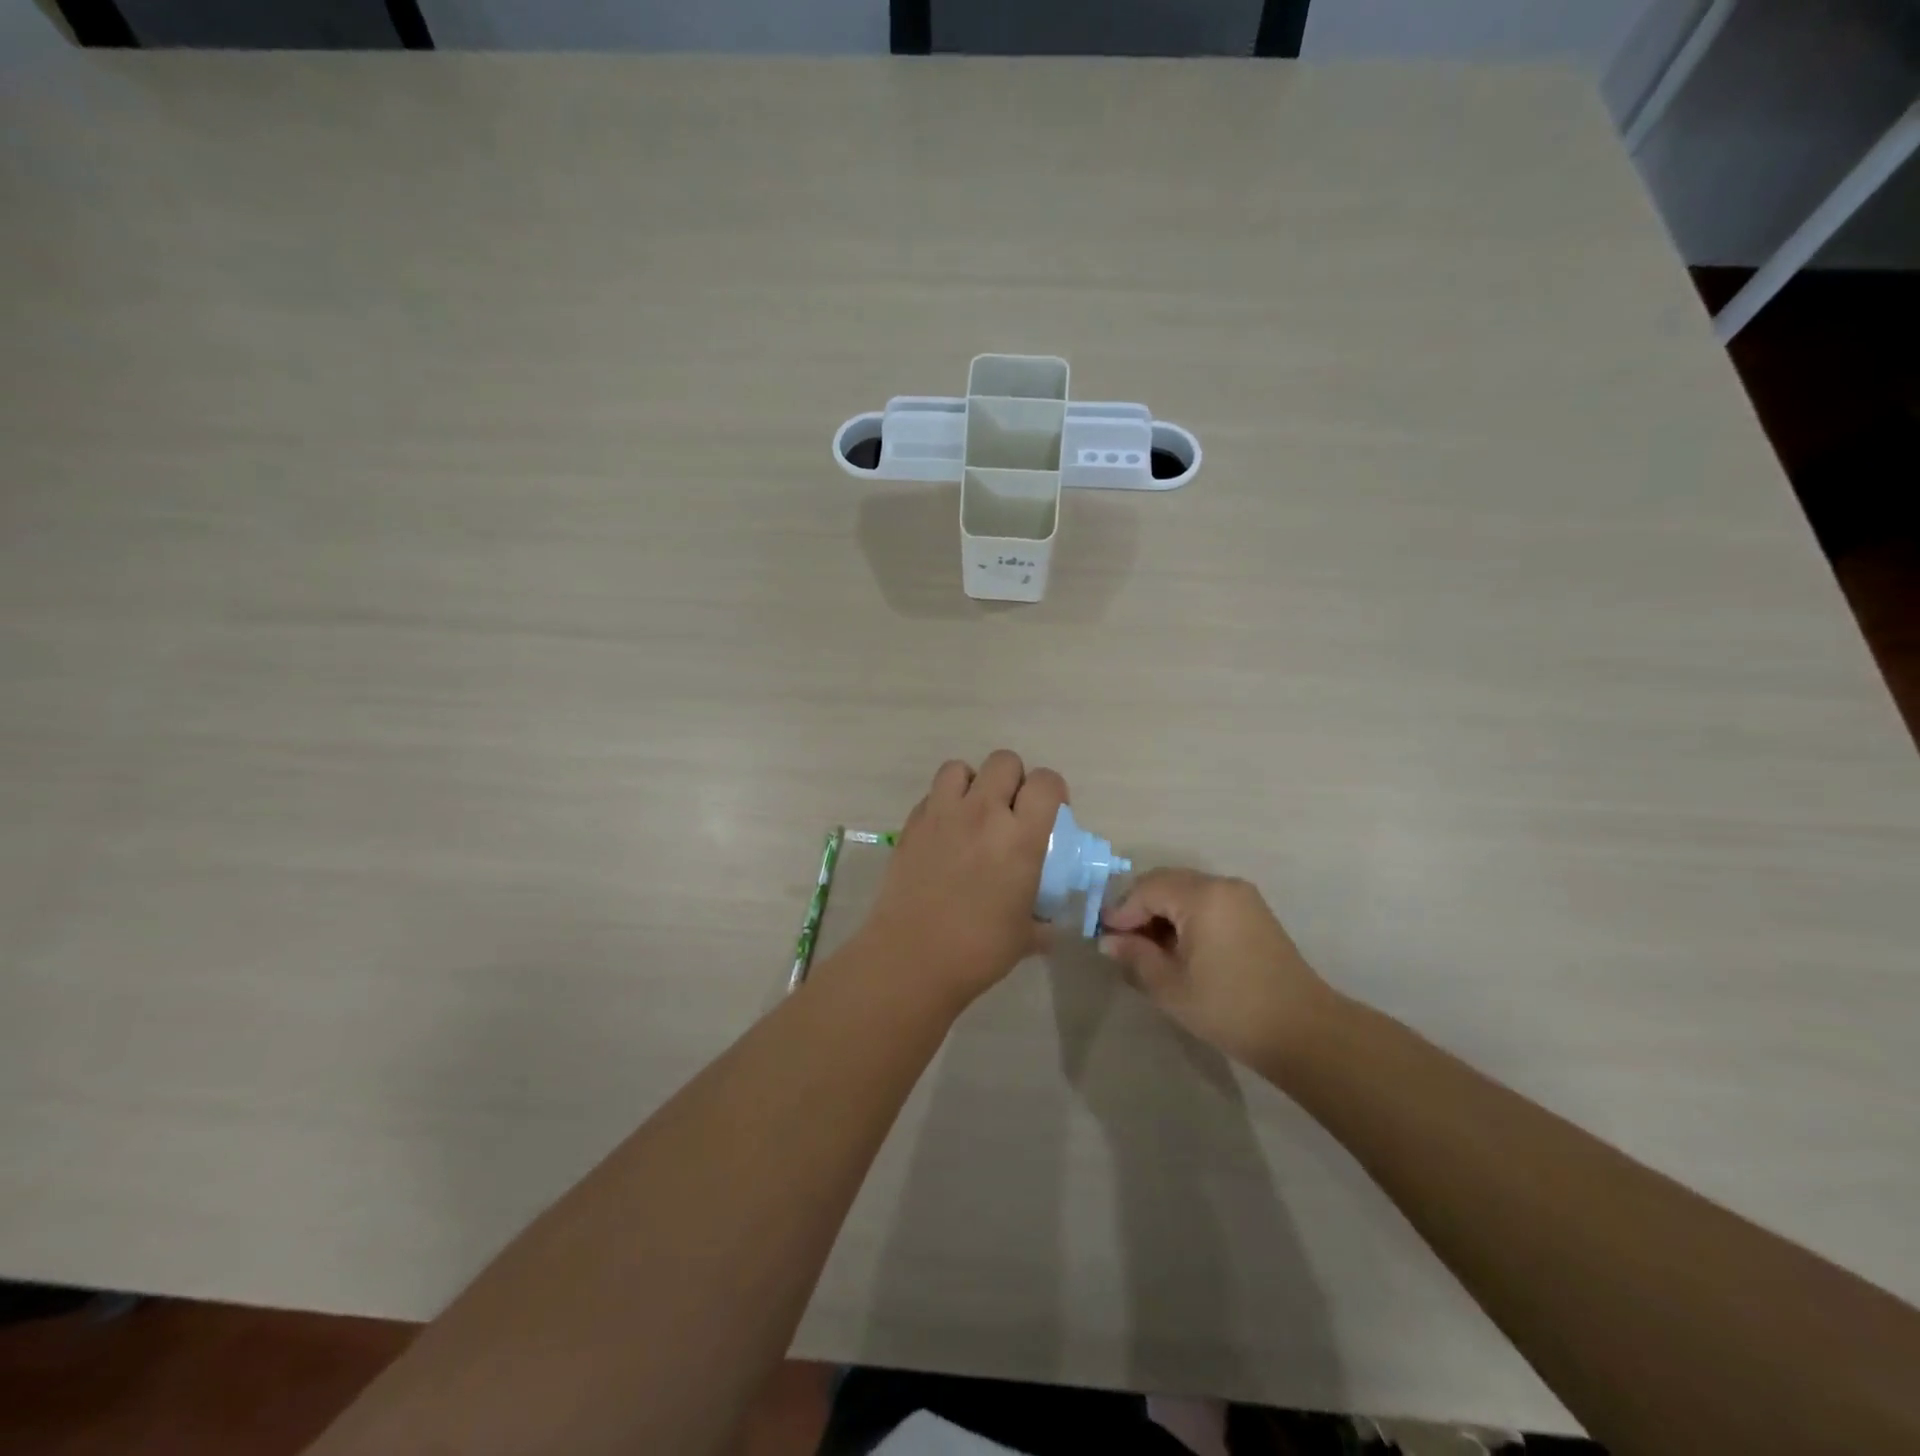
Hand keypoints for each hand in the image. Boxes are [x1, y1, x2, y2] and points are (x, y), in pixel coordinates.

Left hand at [859, 751, 1069, 1007]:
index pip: (1046, 782)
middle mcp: (982, 813)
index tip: (1050, 812)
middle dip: (1014, 780)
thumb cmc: (979, 949)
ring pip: (960, 767)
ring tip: (973, 812)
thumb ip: (1043, 921)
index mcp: (1020, 837)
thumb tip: (1049, 925)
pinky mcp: (912, 824)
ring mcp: (942, 814)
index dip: (1052, 791)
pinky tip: (945, 833)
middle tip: (1011, 811)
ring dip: (973, 783)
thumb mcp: (1026, 936)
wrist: (912, 957)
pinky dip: (942, 803)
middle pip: (1004, 761)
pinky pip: (931, 794)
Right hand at [1099, 869, 1330, 1070]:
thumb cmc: (1230, 1008)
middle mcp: (1222, 885)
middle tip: (1123, 942)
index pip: (1146, 889)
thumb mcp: (1170, 986)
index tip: (1105, 938)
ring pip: (1186, 891)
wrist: (1304, 1032)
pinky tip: (1179, 948)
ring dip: (1162, 912)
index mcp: (1202, 896)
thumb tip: (1109, 940)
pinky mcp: (1254, 913)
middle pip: (1166, 883)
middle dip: (1140, 908)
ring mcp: (1242, 897)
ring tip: (1149, 949)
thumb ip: (1135, 956)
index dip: (1121, 911)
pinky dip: (1186, 917)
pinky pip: (1208, 902)